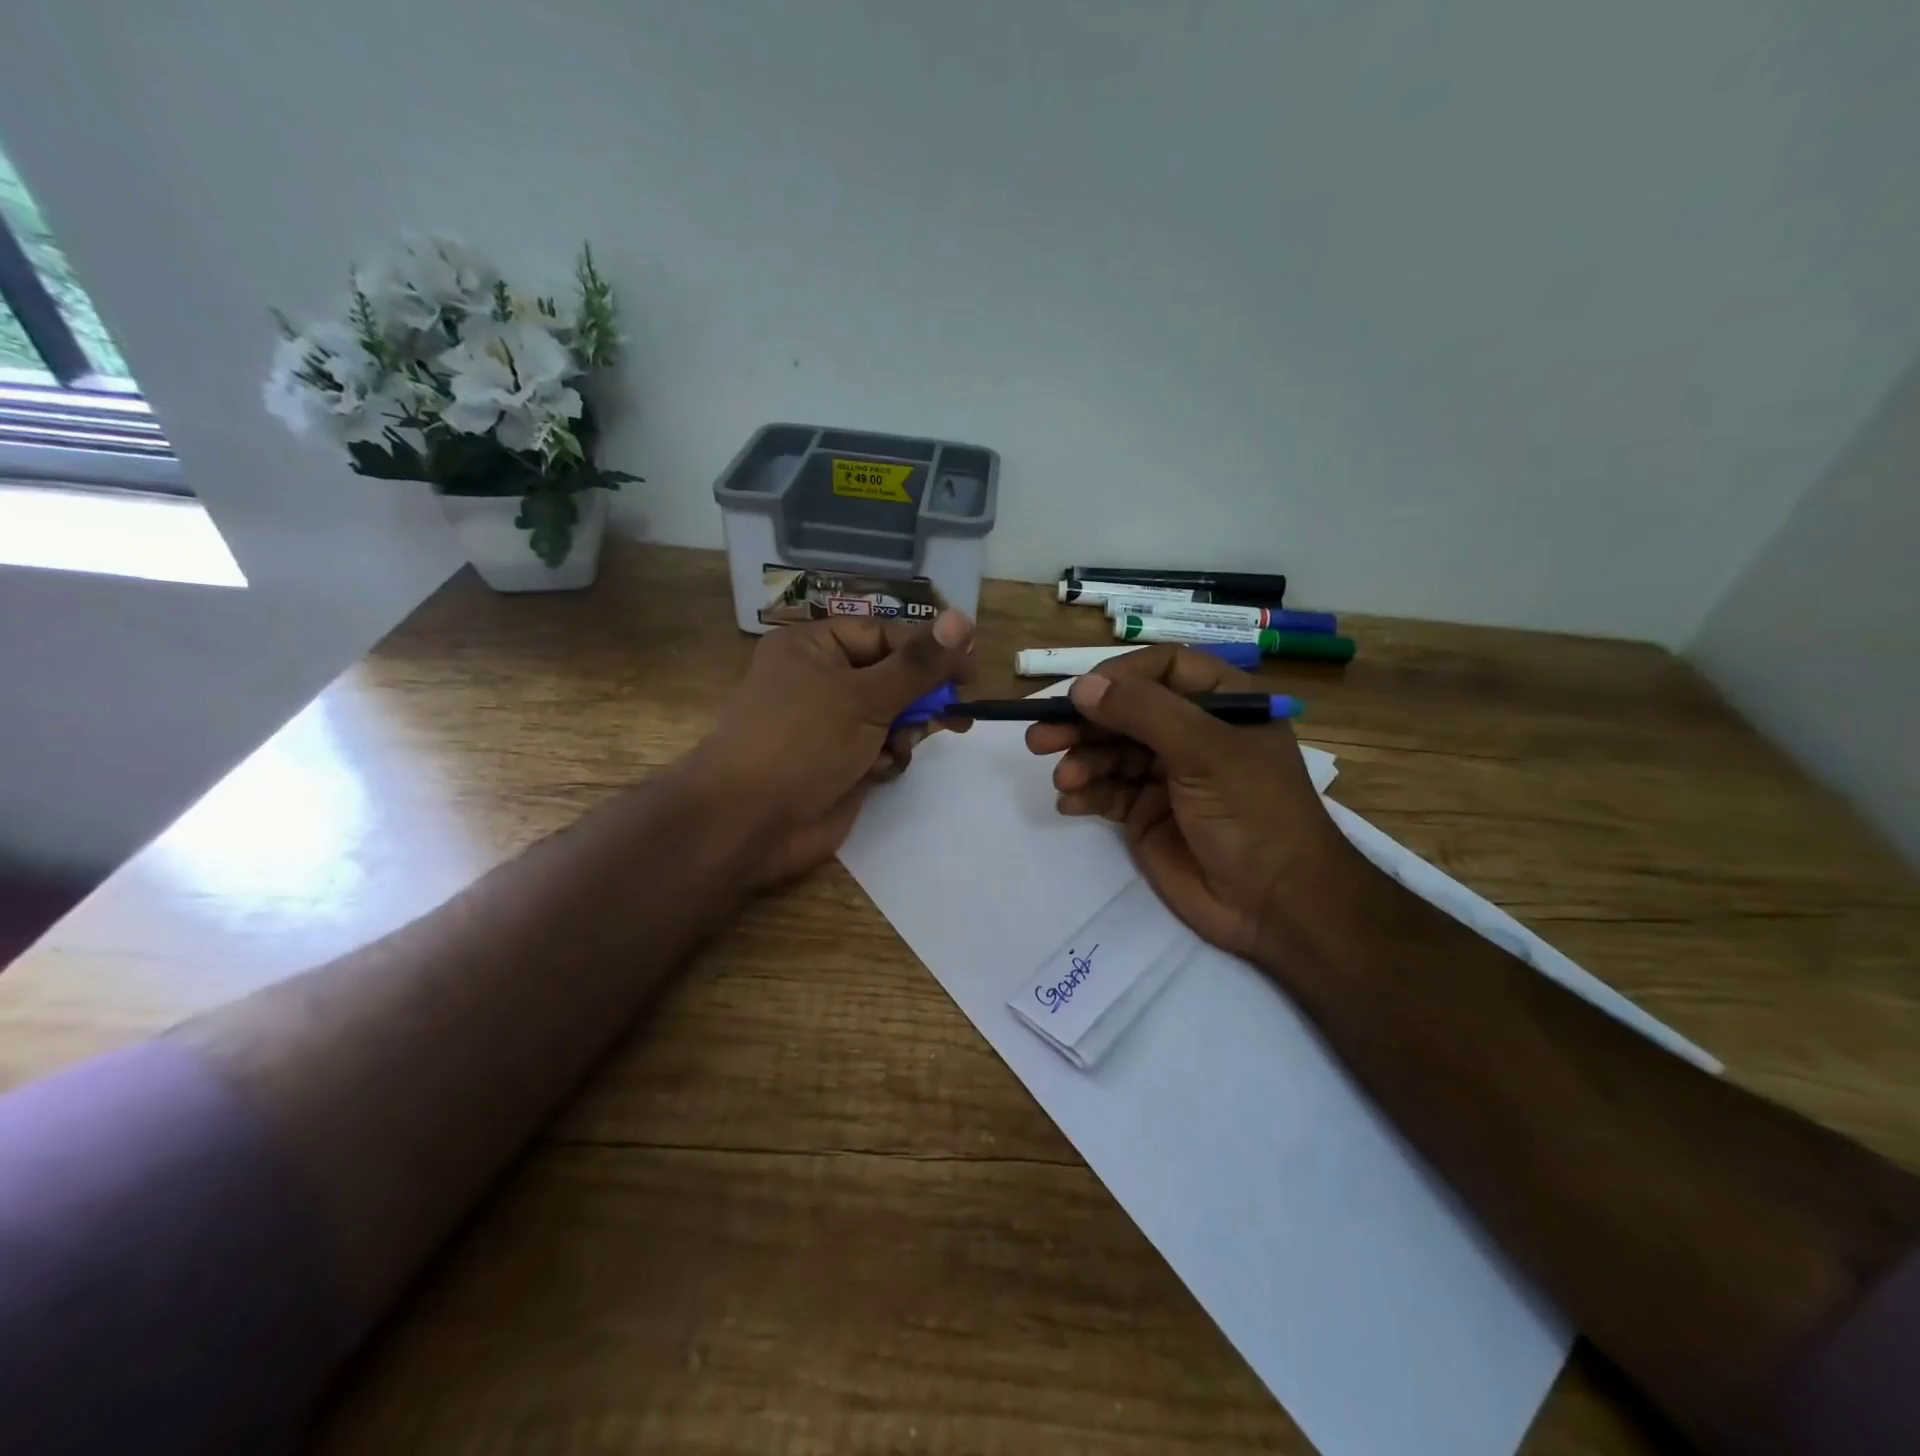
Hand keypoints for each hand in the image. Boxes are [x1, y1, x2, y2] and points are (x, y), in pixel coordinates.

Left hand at [694, 610, 973, 886]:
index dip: (930, 649)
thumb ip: (918, 664)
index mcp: (815, 647)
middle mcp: (822, 679)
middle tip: (960, 709)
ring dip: (906, 730)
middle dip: (923, 694)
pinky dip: (889, 757)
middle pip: (893, 674)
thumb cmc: (802, 743)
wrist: (749, 822)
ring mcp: (831, 723)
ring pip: (893, 714)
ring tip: (899, 746)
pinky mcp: (841, 761)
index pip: (886, 634)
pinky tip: (880, 770)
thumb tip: (963, 619)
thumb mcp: (864, 697)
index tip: (971, 667)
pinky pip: (883, 748)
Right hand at [1023, 645, 1372, 965]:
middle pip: (1127, 712)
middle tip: (1040, 736)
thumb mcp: (1205, 751)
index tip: (1081, 693)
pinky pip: (1108, 792)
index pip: (1164, 669)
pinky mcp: (1148, 814)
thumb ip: (1144, 713)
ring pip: (1111, 752)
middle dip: (1085, 723)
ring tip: (1063, 778)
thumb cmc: (1253, 813)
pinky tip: (1070, 801)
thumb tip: (1081, 687)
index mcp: (1223, 705)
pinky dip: (1086, 793)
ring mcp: (1168, 776)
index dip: (1121, 676)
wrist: (1276, 904)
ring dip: (1082, 760)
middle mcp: (1193, 734)